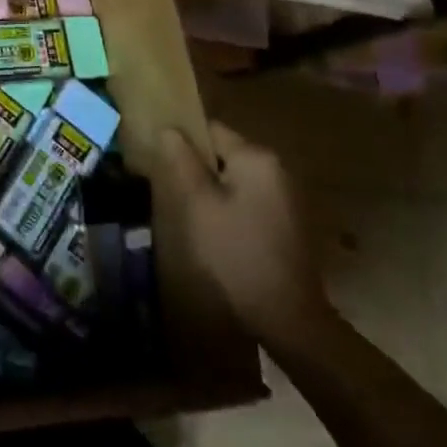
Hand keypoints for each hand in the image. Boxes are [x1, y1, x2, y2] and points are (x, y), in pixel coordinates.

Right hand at [166, 122, 332, 347]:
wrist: (286, 317)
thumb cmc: (235, 253)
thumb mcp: (198, 205)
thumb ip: (181, 161)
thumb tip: (168, 129)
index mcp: (257, 158)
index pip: (211, 129)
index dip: (182, 139)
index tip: (159, 158)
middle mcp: (277, 168)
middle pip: (225, 153)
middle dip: (197, 166)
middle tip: (168, 187)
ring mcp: (286, 196)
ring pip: (235, 178)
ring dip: (212, 188)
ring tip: (187, 210)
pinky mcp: (287, 222)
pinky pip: (249, 199)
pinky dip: (229, 206)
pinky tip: (214, 230)